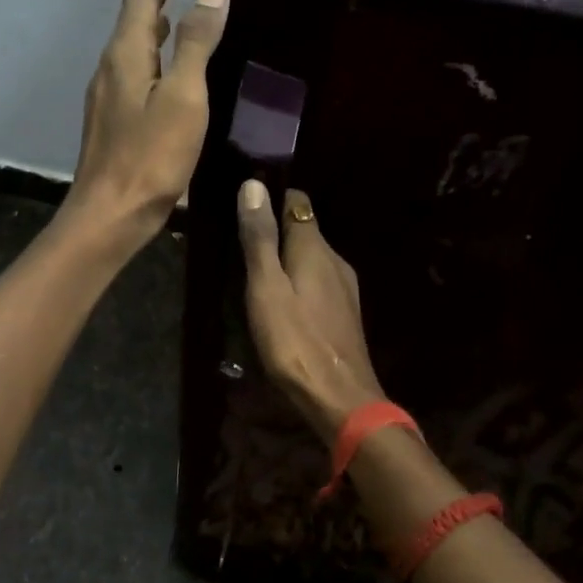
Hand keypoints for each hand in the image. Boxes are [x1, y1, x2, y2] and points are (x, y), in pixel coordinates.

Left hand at [63, 0, 228, 253]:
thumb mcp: (184, 97)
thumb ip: (196, 43)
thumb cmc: (151, 157)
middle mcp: (110, 69)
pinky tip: (164, 74)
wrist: (110, 215)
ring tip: (172, 16)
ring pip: (130, 49)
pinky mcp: (111, 123)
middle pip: (131, 20)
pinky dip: (150, 58)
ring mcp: (107, 98)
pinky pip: (132, 74)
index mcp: (126, 55)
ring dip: (150, 27)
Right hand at [237, 180, 385, 439]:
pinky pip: (316, 284)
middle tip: (237, 245)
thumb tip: (253, 185)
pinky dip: (297, 284)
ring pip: (310, 260)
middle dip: (274, 231)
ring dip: (284, 261)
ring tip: (252, 275)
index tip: (243, 204)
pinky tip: (279, 304)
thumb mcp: (266, 287)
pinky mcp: (344, 313)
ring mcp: (344, 288)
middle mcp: (335, 260)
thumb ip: (260, 238)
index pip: (297, 201)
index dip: (271, 197)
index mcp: (315, 247)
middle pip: (303, 231)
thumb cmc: (295, 340)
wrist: (339, 397)